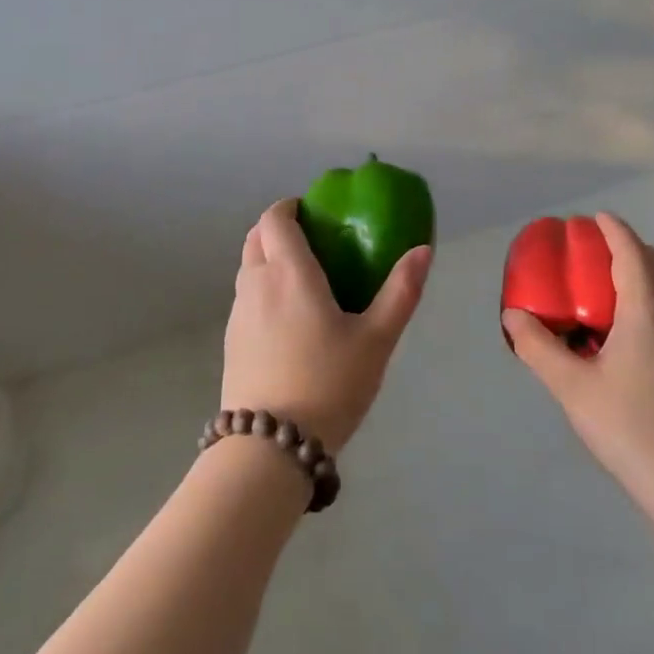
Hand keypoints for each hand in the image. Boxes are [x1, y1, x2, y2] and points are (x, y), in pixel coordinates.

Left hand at [224, 199, 431, 455]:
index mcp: (289, 274)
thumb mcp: (376, 339)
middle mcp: (256, 284)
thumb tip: (423, 250)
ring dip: (268, 258)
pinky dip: (261, 288)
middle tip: (313, 240)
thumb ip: (401, 291)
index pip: (275, 219)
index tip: (313, 211)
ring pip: (247, 268)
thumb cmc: (329, 383)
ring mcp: (238, 314)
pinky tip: (288, 320)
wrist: (270, 446)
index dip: (290, 207)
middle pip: (256, 238)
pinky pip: (245, 297)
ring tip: (303, 279)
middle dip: (278, 228)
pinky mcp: (230, 342)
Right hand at [503, 212, 653, 506]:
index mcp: (649, 312)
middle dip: (633, 248)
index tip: (594, 218)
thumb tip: (513, 315)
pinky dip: (653, 298)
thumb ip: (538, 347)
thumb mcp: (572, 387)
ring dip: (645, 273)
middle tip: (598, 253)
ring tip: (608, 289)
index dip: (614, 230)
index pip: (633, 254)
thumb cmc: (629, 427)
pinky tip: (626, 331)